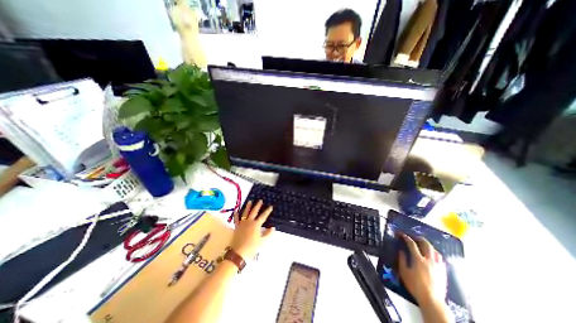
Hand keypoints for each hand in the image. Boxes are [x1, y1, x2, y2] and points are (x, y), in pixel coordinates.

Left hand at [230, 200, 273, 259]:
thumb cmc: (252, 247)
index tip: (270, 206)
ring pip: (245, 213)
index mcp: (256, 225)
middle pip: (254, 211)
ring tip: (250, 201)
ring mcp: (242, 223)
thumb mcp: (262, 241)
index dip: (267, 211)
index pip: (263, 216)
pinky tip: (236, 210)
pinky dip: (236, 214)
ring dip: (248, 207)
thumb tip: (273, 228)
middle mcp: (249, 222)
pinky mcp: (237, 227)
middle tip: (260, 200)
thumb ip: (268, 234)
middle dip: (258, 205)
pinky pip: (236, 219)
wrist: (239, 253)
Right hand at [399, 233, 446, 303]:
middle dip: (419, 238)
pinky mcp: (443, 271)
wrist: (432, 300)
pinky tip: (432, 256)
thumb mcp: (404, 272)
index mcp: (418, 259)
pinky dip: (435, 254)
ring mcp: (438, 266)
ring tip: (423, 245)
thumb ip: (402, 260)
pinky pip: (440, 259)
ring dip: (428, 245)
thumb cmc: (415, 286)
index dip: (406, 238)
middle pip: (426, 244)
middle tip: (414, 237)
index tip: (402, 234)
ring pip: (435, 251)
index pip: (412, 244)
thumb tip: (401, 251)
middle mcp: (429, 260)